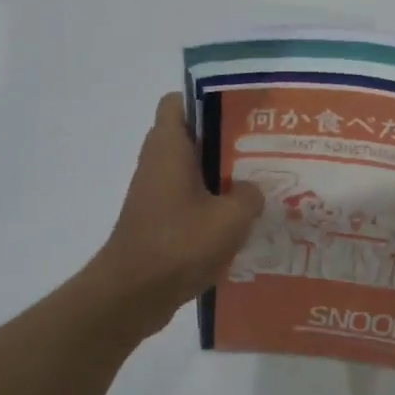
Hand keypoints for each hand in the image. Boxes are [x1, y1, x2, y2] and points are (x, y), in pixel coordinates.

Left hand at [91, 93, 263, 336]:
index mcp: (169, 147)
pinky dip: (212, 204)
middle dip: (226, 140)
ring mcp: (155, 193)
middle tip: (263, 147)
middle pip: (193, 137)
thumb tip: (253, 191)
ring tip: (260, 183)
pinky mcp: (158, 220)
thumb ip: (250, 195)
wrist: (131, 296)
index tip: (240, 111)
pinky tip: (242, 220)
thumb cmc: (178, 245)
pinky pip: (189, 199)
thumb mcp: (231, 218)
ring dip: (222, 176)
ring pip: (193, 170)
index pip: (178, 101)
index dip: (207, 98)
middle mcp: (158, 162)